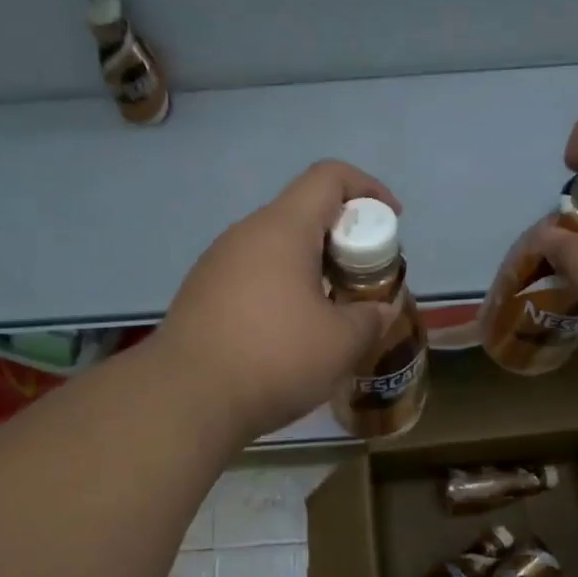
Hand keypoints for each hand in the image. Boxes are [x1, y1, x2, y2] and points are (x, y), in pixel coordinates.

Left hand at [156, 160, 400, 440]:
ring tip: (331, 310)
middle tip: (364, 278)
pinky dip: (282, 287)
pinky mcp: (201, 292)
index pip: (328, 177)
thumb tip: (380, 310)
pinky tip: (289, 332)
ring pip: (277, 246)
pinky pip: (253, 273)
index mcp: (282, 229)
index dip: (368, 188)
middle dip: (344, 237)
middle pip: (304, 212)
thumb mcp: (341, 343)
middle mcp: (246, 234)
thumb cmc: (273, 358)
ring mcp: (217, 262)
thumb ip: (371, 318)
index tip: (392, 220)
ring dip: (312, 266)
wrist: (185, 399)